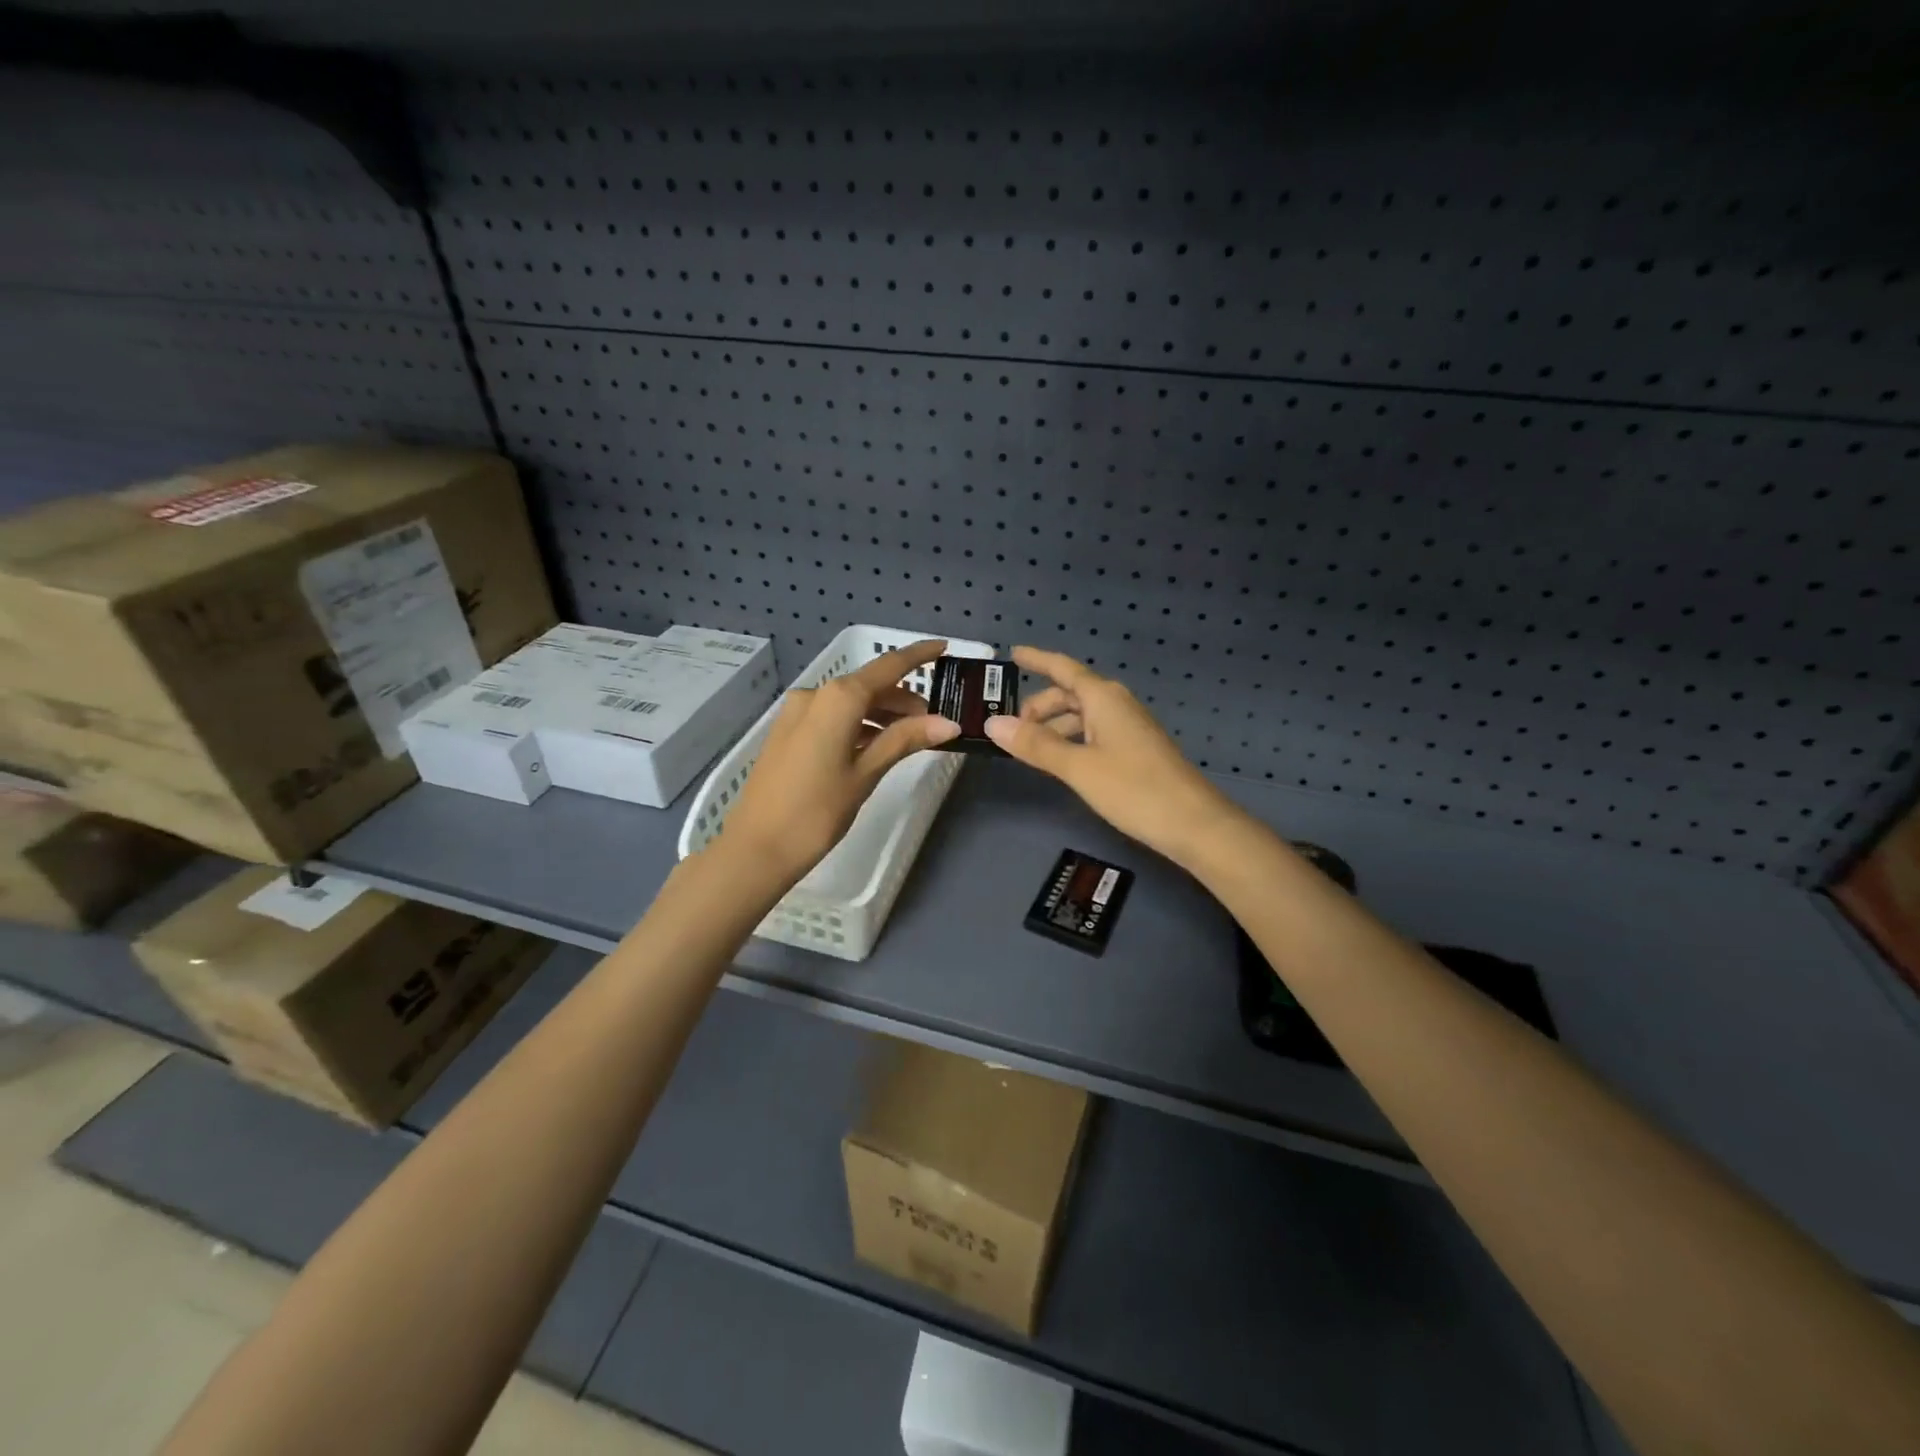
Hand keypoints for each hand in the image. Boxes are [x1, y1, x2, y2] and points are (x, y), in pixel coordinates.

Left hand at [716, 639, 959, 888]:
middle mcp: (815, 695)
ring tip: (910, 738)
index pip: (888, 667)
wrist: (756, 847)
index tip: (944, 647)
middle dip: (903, 698)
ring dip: (881, 714)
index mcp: (838, 698)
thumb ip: (905, 740)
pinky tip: (875, 746)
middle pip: (869, 685)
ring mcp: (796, 713)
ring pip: (850, 703)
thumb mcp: (866, 774)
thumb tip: (948, 722)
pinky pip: (832, 717)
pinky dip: (858, 725)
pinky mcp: (788, 732)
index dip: (918, 655)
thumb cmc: (817, 811)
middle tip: (934, 722)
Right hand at [984, 646, 1242, 868]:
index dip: (1038, 659)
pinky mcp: (1134, 750)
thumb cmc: (1133, 788)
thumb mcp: (1077, 767)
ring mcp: (1128, 728)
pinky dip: (1071, 741)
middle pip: (1070, 693)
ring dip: (1054, 727)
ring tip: (1029, 751)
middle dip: (1039, 706)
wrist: (1193, 823)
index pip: (1063, 668)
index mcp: (1103, 698)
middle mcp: (1116, 705)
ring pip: (1081, 716)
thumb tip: (993, 724)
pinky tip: (1061, 763)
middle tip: (1011, 729)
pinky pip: (1093, 734)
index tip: (1013, 654)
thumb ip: (1035, 745)